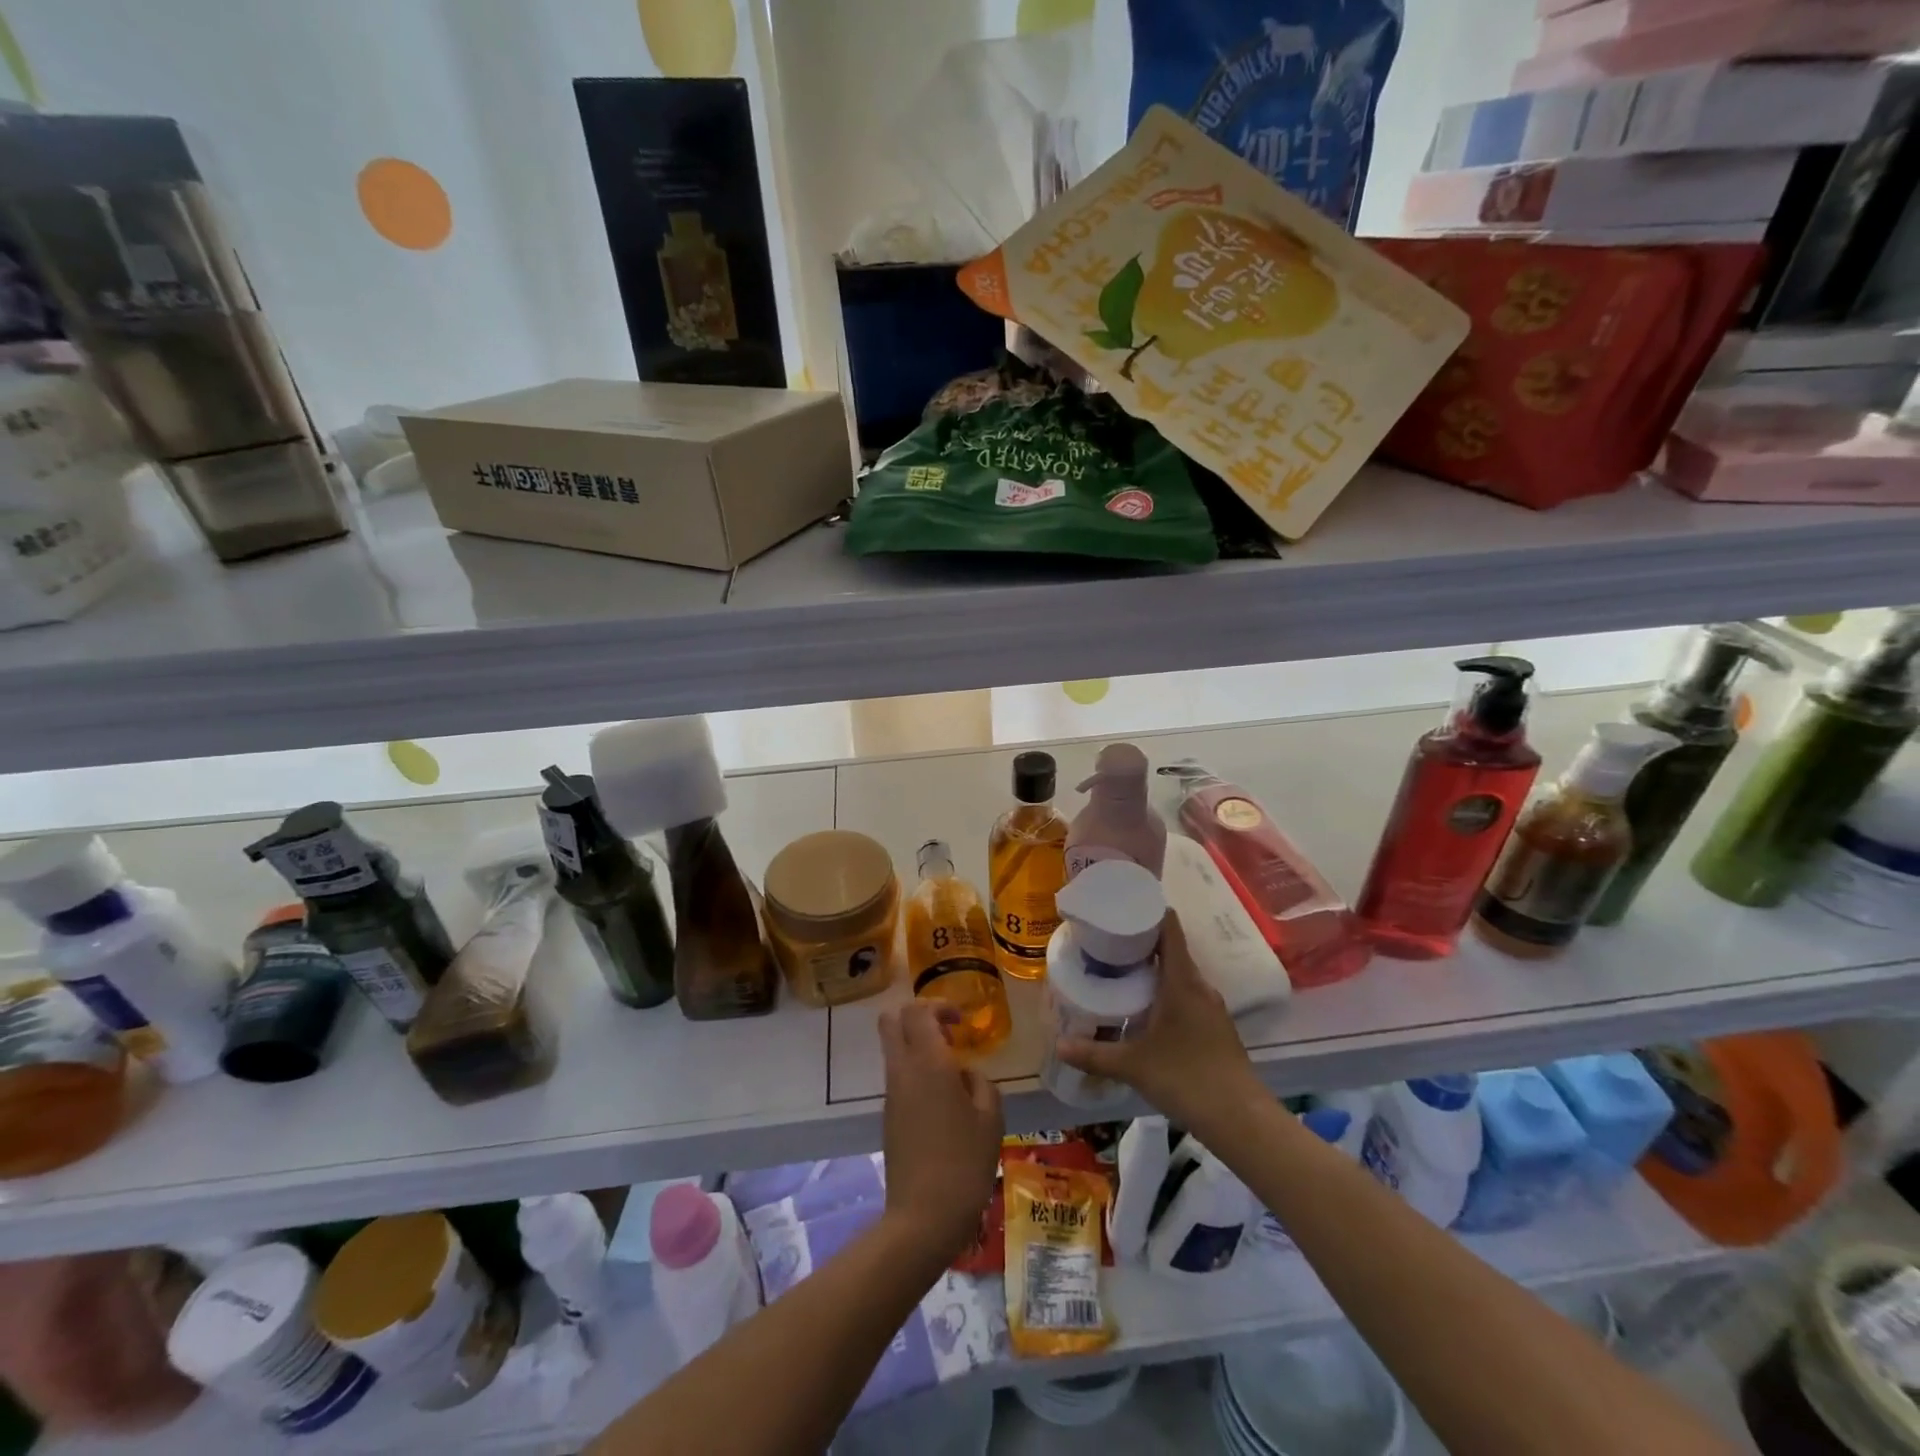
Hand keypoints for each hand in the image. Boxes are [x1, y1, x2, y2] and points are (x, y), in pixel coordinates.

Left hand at [879, 1000, 1003, 1263]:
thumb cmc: (965, 1163)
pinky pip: (897, 1075)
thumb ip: (980, 1082)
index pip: (918, 1010)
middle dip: (918, 1015)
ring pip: (893, 1047)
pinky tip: (943, 1099)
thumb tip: (965, 1073)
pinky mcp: (888, 1115)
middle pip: (891, 1020)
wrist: (923, 1218)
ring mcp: (891, 1093)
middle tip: (947, 1032)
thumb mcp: (990, 1118)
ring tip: (952, 1070)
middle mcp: (902, 1070)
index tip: (961, 1023)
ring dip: (917, 1045)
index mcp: (928, 1062)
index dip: (939, 1006)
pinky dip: (915, 1070)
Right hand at [1054, 911, 1262, 1135]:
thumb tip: (1059, 1045)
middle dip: (1141, 942)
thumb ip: (1094, 1054)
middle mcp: (1199, 986)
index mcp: (1182, 981)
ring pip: (1179, 974)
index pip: (1169, 927)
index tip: (1122, 907)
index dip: (1148, 911)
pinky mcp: (1215, 1026)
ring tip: (1120, 971)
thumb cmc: (1186, 1078)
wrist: (1240, 1120)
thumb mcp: (1133, 1065)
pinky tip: (1146, 1008)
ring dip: (1154, 969)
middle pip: (1172, 949)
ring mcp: (1212, 1007)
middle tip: (1107, 941)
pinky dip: (1165, 991)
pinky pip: (1187, 995)